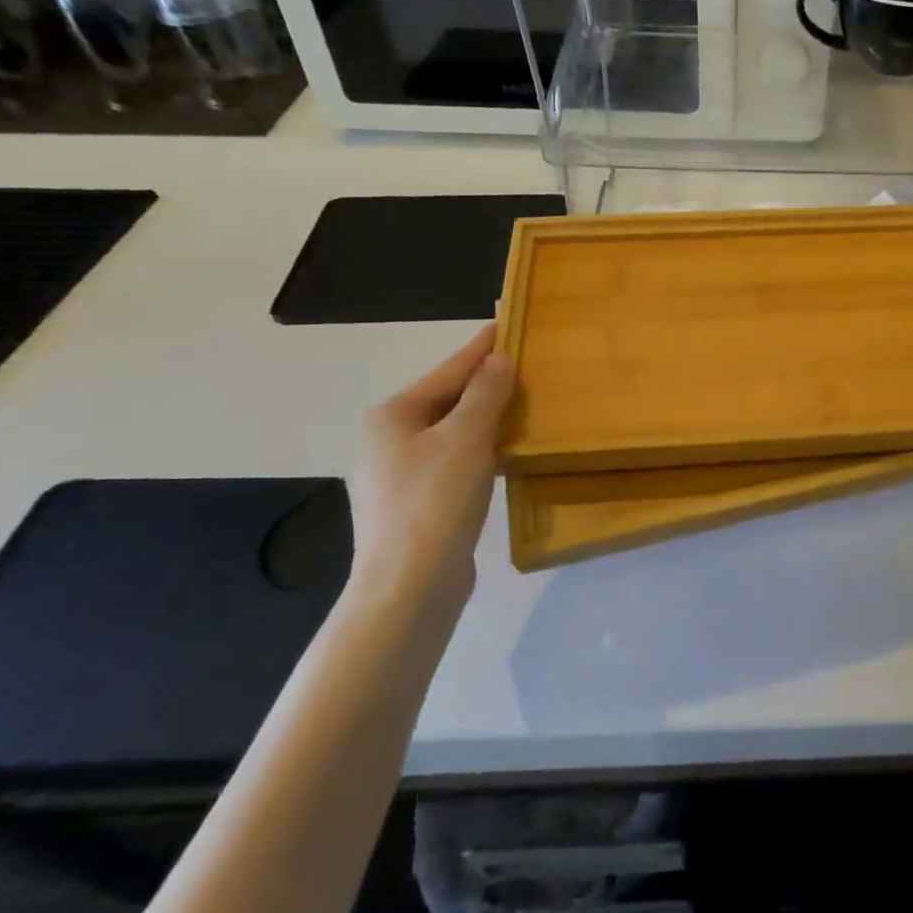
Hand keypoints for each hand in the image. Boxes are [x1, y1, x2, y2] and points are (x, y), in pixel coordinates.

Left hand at [349, 324, 515, 607]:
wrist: (408, 588)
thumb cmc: (435, 503)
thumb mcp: (466, 439)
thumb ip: (485, 394)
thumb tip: (499, 360)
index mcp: (392, 416)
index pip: (448, 371)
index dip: (481, 348)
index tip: (509, 325)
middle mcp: (386, 440)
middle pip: (446, 400)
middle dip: (485, 384)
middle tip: (526, 367)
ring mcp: (396, 475)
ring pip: (450, 432)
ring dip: (484, 418)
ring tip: (522, 405)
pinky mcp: (413, 505)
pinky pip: (451, 461)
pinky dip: (478, 450)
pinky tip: (502, 453)